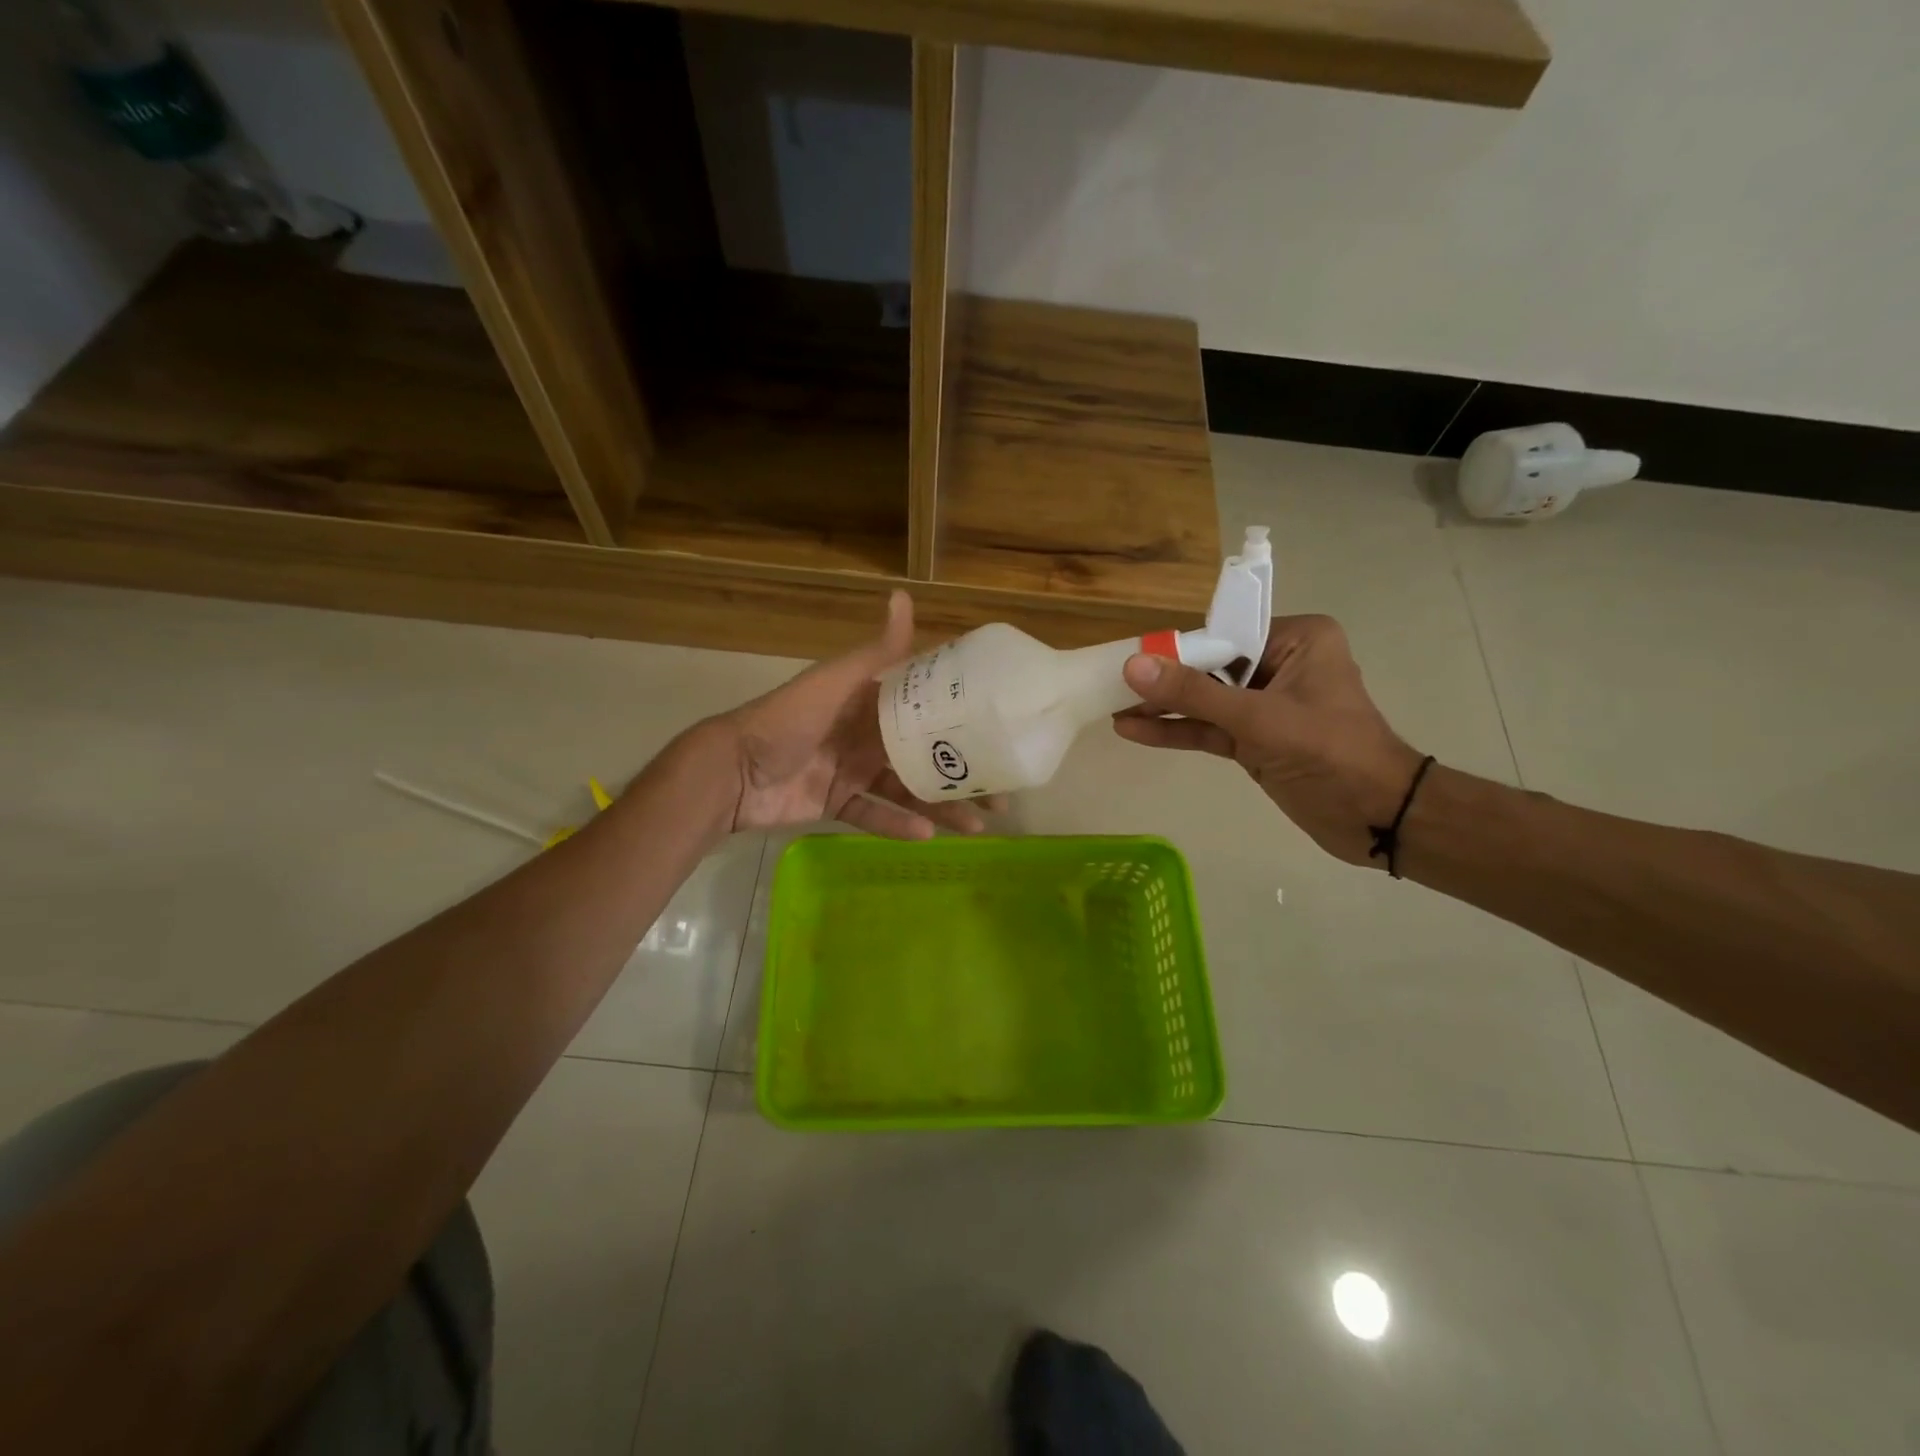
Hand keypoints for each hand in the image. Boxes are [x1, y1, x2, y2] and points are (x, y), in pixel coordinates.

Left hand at [695, 591, 997, 839]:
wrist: (733, 771)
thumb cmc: (790, 719)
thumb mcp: (837, 681)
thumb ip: (876, 652)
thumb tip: (903, 594)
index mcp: (870, 703)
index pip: (926, 712)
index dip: (962, 724)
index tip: (998, 737)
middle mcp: (866, 736)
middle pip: (923, 757)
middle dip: (960, 776)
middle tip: (999, 798)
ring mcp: (851, 772)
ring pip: (906, 791)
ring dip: (940, 806)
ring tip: (975, 827)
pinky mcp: (835, 804)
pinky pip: (873, 816)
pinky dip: (898, 824)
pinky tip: (927, 834)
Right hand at [1113, 615, 1426, 865]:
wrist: (1377, 818)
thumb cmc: (1329, 752)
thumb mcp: (1258, 719)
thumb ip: (1194, 694)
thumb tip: (1133, 665)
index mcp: (1297, 640)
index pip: (1224, 634)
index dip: (1177, 649)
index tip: (1130, 658)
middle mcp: (1281, 664)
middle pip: (1210, 667)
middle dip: (1164, 680)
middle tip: (1112, 684)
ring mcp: (1267, 705)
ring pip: (1205, 700)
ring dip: (1164, 707)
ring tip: (1113, 709)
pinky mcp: (1256, 740)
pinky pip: (1210, 728)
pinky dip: (1177, 730)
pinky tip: (1135, 731)